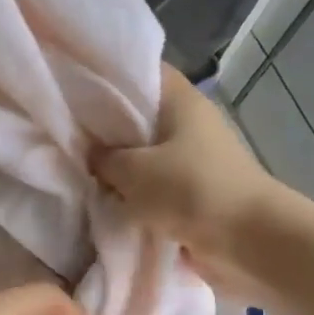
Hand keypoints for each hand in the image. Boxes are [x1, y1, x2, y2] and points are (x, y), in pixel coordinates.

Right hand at [93, 64, 275, 279]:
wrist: (249, 243)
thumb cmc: (191, 191)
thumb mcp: (133, 171)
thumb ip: (103, 158)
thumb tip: (89, 154)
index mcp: (181, 100)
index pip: (140, 72)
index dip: (106, 76)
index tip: (72, 86)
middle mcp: (189, 123)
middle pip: (139, 116)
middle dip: (105, 128)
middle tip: (64, 133)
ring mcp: (194, 159)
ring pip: (144, 154)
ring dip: (118, 167)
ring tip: (76, 169)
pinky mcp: (194, 192)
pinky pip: (154, 186)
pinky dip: (133, 194)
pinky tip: (103, 199)